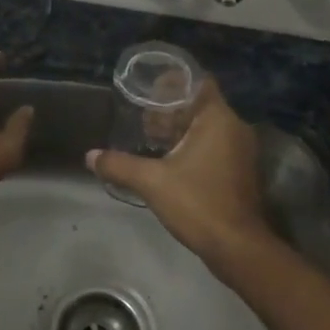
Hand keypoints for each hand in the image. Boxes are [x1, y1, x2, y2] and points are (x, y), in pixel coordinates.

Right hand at [86, 81, 273, 262]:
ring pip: (206, 127)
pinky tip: (167, 160)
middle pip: (200, 105)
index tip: (148, 88)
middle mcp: (234, 128)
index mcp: (218, 119)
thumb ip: (119, 165)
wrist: (237, 247)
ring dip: (180, 130)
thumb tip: (90, 156)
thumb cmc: (198, 203)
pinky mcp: (239, 170)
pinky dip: (192, 146)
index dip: (173, 82)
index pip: (198, 82)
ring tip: (149, 137)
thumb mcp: (152, 182)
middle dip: (170, 109)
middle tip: (141, 116)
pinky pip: (213, 146)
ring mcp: (240, 150)